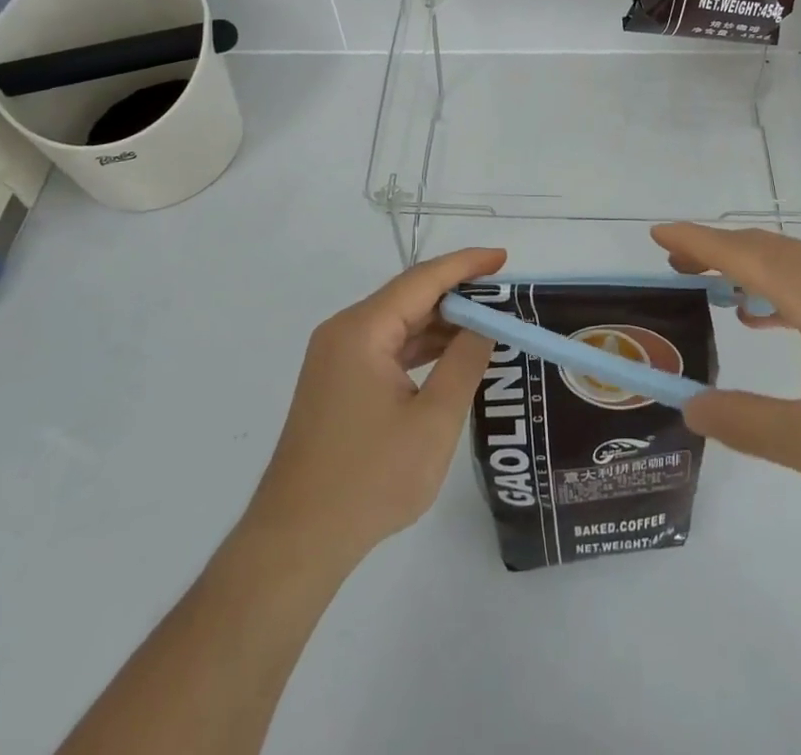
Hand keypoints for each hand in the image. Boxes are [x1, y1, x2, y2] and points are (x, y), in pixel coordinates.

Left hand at [243, 247, 505, 563]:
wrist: (296, 542)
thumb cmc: (369, 481)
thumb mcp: (433, 421)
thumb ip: (465, 363)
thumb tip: (486, 324)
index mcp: (362, 330)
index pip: (423, 280)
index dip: (466, 265)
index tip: (504, 258)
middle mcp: (344, 332)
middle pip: (409, 296)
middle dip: (458, 293)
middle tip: (504, 297)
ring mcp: (336, 358)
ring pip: (398, 322)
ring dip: (441, 322)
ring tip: (488, 323)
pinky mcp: (337, 382)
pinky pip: (386, 347)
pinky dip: (421, 346)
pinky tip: (451, 355)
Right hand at [654, 224, 800, 514]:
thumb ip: (747, 423)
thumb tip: (691, 407)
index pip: (741, 255)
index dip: (695, 242)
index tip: (657, 234)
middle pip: (763, 247)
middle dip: (715, 249)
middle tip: (676, 263)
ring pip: (791, 258)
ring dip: (748, 264)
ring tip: (714, 284)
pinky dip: (780, 283)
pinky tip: (771, 317)